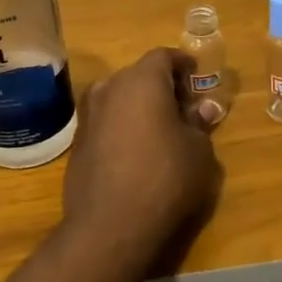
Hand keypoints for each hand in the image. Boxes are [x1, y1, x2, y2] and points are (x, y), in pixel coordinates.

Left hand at [62, 48, 221, 262]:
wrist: (110, 225)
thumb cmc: (166, 178)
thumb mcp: (198, 150)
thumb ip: (199, 124)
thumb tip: (203, 110)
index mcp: (142, 81)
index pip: (163, 56)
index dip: (182, 64)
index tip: (196, 77)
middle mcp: (110, 89)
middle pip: (139, 75)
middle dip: (161, 87)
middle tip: (183, 109)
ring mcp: (89, 116)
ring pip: (119, 98)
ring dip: (139, 107)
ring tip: (159, 131)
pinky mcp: (77, 143)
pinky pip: (106, 123)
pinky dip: (122, 127)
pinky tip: (136, 152)